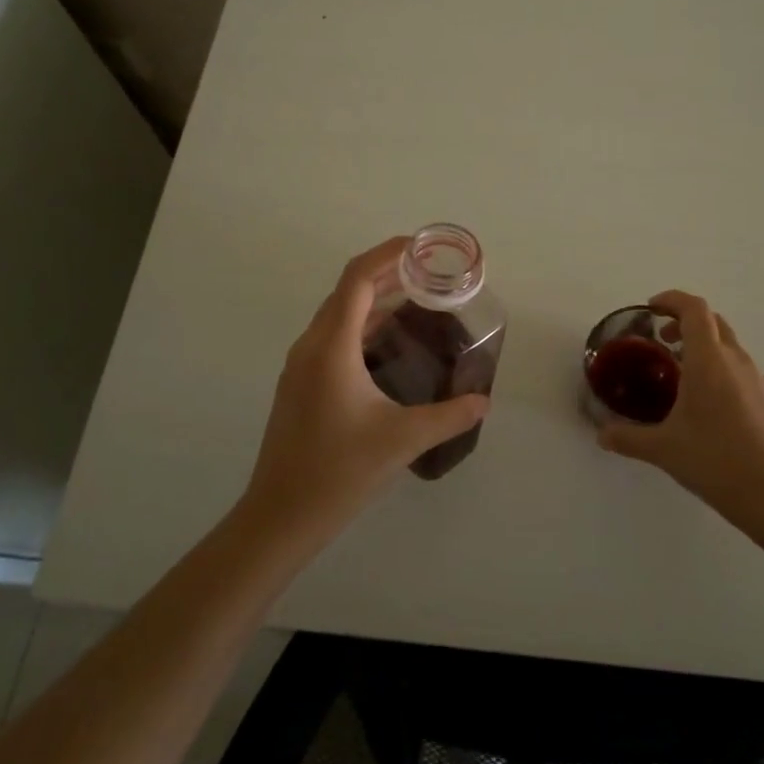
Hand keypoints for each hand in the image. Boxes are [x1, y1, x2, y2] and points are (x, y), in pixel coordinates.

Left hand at [241, 237, 489, 546]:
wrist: (280, 516)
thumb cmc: (339, 472)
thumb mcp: (402, 440)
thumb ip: (449, 416)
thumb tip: (483, 401)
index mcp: (331, 347)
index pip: (358, 279)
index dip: (387, 254)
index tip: (420, 246)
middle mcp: (311, 346)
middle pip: (348, 291)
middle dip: (387, 273)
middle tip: (429, 272)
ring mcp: (301, 366)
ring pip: (339, 315)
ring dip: (374, 300)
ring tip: (417, 298)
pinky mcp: (300, 384)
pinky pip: (333, 337)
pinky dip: (362, 326)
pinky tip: (388, 343)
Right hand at [597, 290, 763, 519]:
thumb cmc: (712, 460)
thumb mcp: (662, 448)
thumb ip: (628, 437)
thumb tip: (601, 435)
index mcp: (708, 360)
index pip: (694, 309)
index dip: (672, 300)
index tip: (653, 308)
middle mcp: (738, 361)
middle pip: (714, 323)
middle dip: (687, 324)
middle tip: (665, 344)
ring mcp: (762, 381)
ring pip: (733, 351)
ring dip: (709, 354)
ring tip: (689, 384)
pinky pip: (749, 379)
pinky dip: (730, 381)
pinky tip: (721, 414)